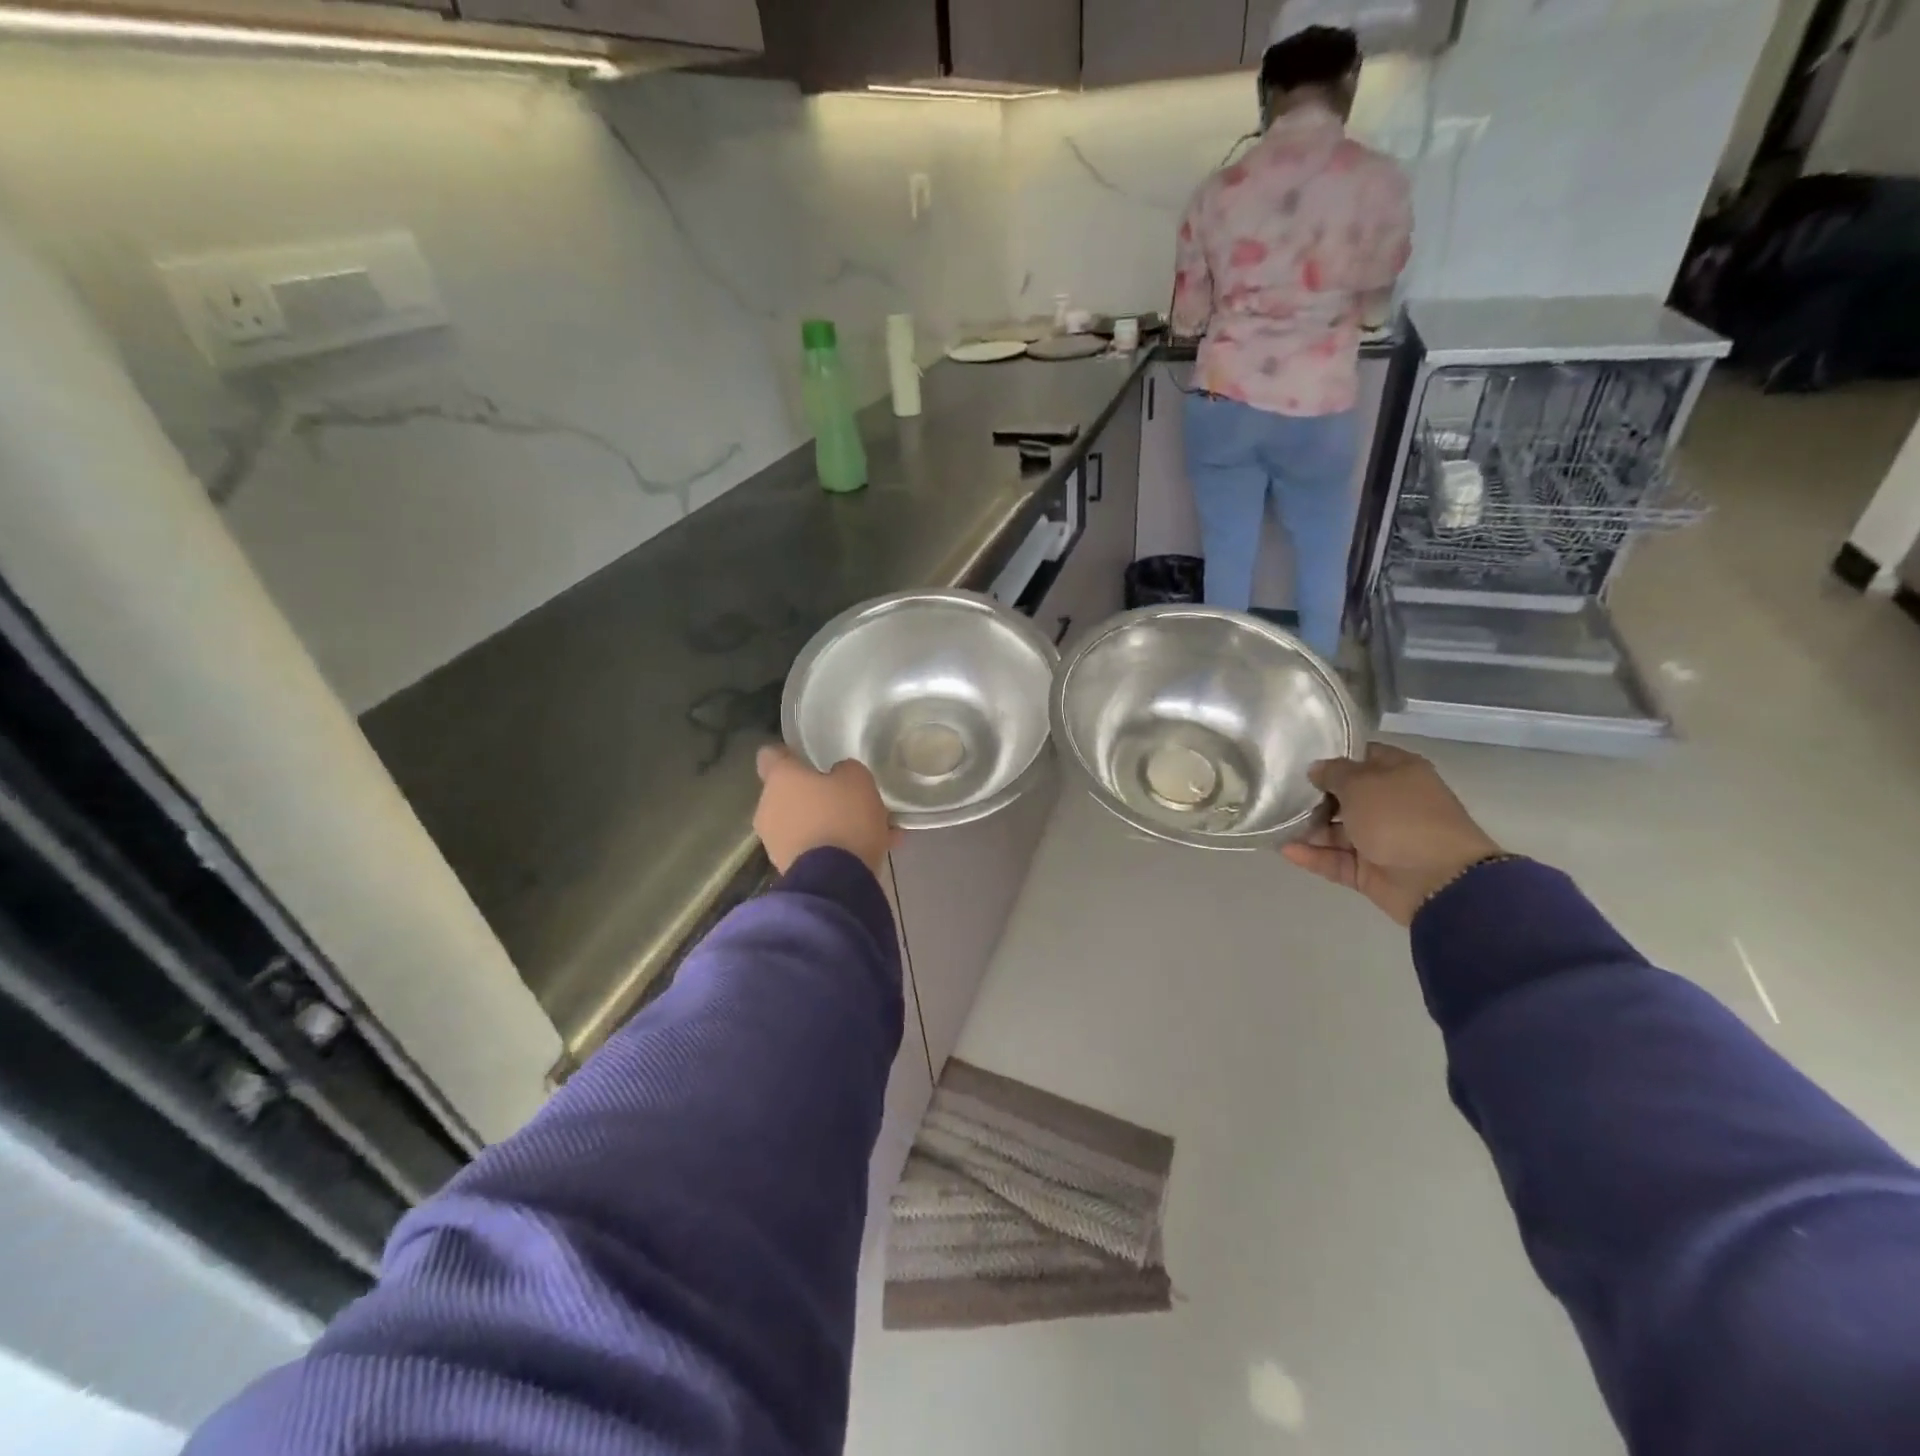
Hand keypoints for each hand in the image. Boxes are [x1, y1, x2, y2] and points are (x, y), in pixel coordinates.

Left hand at [754, 745, 897, 877]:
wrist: (835, 880)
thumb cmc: (843, 817)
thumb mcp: (858, 780)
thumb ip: (846, 771)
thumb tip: (837, 776)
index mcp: (780, 779)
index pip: (770, 755)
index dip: (788, 754)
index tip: (807, 758)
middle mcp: (768, 807)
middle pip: (789, 793)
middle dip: (814, 795)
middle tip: (845, 799)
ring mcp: (775, 842)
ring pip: (803, 823)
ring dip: (826, 824)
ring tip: (864, 831)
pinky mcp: (788, 869)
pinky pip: (812, 849)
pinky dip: (832, 848)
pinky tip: (866, 852)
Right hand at [1280, 744, 1502, 925]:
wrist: (1439, 880)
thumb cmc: (1400, 817)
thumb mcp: (1361, 783)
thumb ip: (1333, 773)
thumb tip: (1316, 769)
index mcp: (1399, 774)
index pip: (1362, 757)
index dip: (1332, 756)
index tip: (1298, 759)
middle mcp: (1390, 804)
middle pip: (1345, 796)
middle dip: (1313, 796)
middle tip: (1278, 792)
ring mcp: (1380, 839)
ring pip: (1336, 830)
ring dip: (1308, 828)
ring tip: (1275, 823)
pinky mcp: (1369, 870)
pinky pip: (1336, 859)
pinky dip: (1313, 855)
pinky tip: (1285, 849)